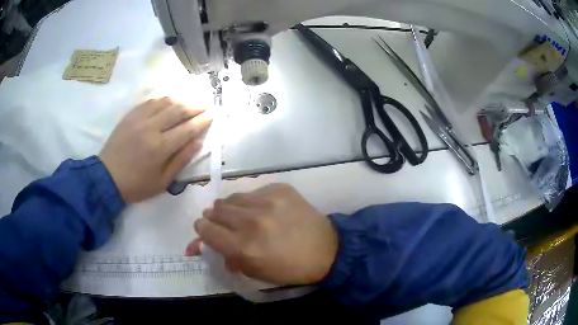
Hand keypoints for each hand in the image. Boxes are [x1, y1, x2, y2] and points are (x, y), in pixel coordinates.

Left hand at [99, 97, 210, 202]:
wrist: (107, 178)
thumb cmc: (137, 185)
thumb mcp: (162, 182)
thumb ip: (181, 160)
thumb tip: (198, 142)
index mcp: (161, 147)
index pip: (188, 128)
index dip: (202, 120)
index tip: (212, 115)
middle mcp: (152, 128)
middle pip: (178, 110)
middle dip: (195, 106)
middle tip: (205, 105)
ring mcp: (139, 118)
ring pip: (165, 102)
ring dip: (180, 101)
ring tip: (189, 103)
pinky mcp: (130, 115)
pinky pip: (150, 102)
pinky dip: (162, 100)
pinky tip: (167, 103)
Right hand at [186, 184, 338, 285]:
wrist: (326, 250)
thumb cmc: (289, 268)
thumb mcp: (255, 272)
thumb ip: (227, 258)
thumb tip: (205, 245)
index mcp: (243, 248)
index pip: (206, 230)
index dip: (202, 229)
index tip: (206, 229)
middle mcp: (251, 222)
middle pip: (215, 210)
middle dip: (214, 218)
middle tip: (224, 223)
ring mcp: (267, 202)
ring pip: (232, 198)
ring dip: (231, 208)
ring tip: (242, 215)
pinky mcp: (280, 189)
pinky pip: (254, 191)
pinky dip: (253, 201)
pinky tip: (264, 210)